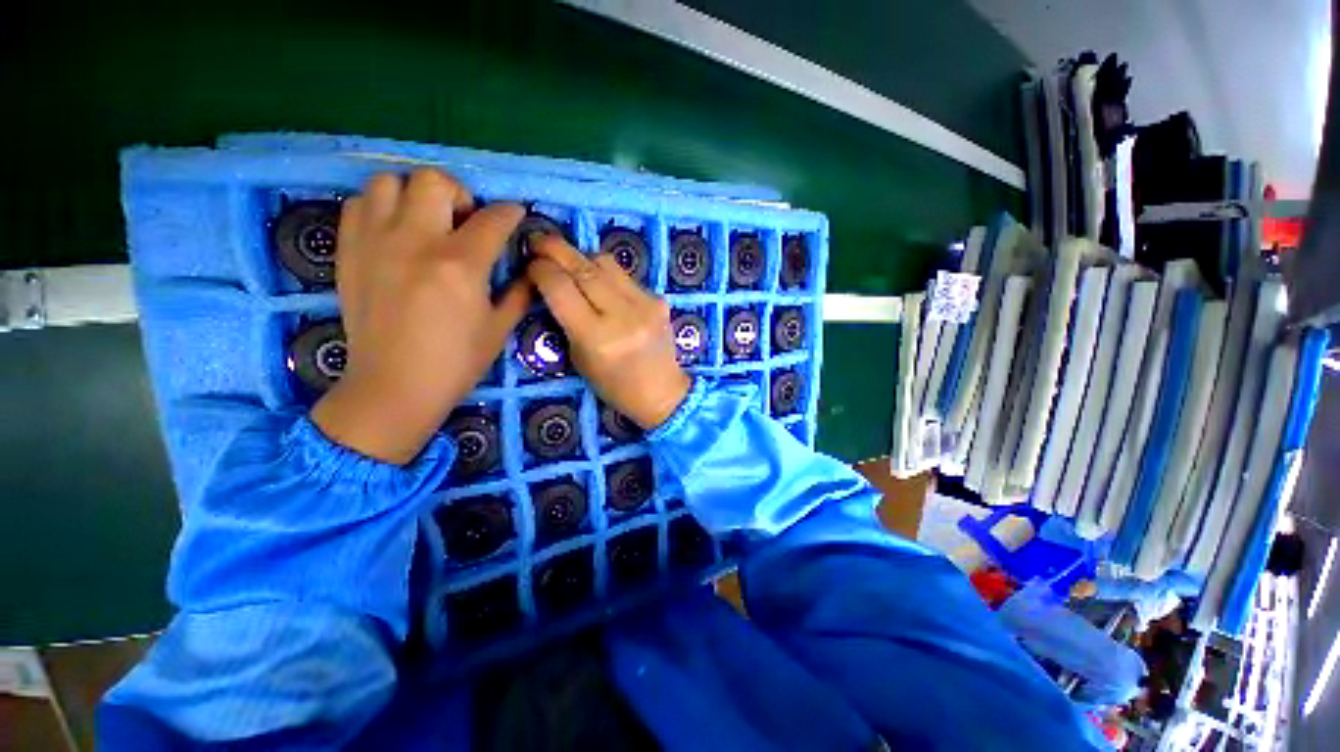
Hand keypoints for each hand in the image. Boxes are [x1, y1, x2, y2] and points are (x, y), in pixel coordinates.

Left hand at [311, 170, 530, 464]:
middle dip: (460, 193)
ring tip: (426, 221)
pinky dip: (381, 205)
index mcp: (461, 265)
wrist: (394, 386)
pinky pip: (359, 203)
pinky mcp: (348, 251)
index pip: (492, 219)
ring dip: (415, 194)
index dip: (510, 213)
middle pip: (434, 181)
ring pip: (389, 181)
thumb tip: (528, 268)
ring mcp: (375, 242)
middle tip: (465, 220)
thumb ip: (519, 292)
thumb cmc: (456, 362)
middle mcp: (416, 242)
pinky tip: (396, 231)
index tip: (514, 215)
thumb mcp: (500, 329)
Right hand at [526, 235, 690, 428]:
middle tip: (540, 241)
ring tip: (571, 263)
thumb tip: (553, 281)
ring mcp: (645, 304)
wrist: (661, 392)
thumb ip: (566, 319)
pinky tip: (603, 286)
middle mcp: (622, 316)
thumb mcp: (579, 358)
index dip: (540, 269)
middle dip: (556, 249)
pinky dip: (608, 275)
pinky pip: (626, 276)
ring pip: (606, 262)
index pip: (560, 288)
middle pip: (583, 267)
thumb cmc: (614, 385)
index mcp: (596, 337)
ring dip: (583, 257)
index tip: (531, 263)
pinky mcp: (660, 300)